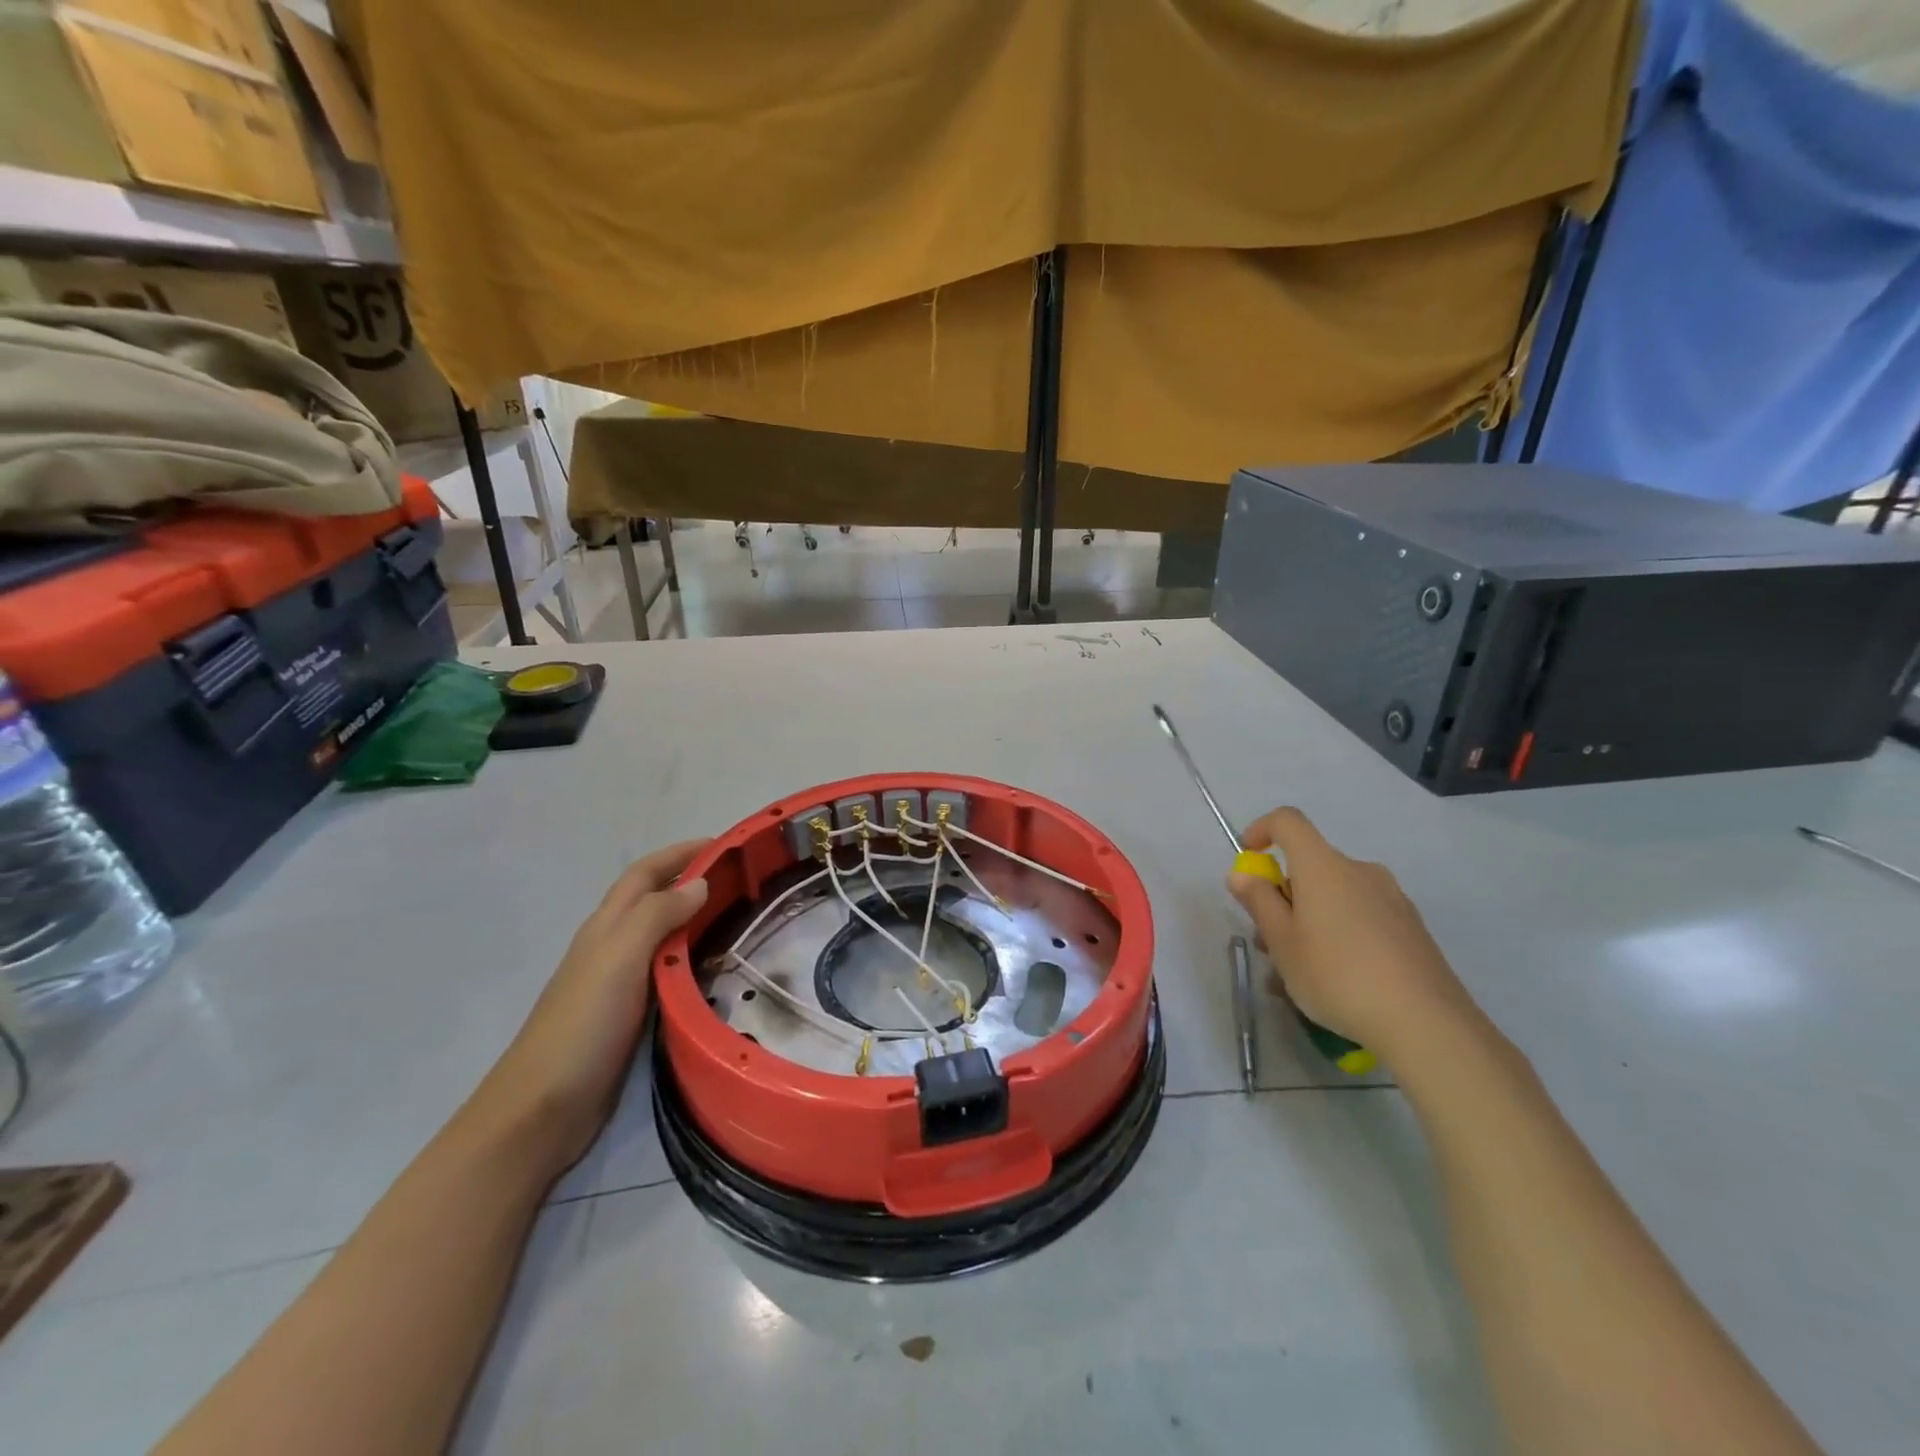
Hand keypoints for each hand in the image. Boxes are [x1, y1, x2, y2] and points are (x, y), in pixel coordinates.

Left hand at [459, 840, 708, 1177]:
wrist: (542, 1108)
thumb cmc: (582, 1025)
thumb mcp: (620, 959)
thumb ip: (657, 916)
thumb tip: (699, 883)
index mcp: (607, 926)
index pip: (645, 873)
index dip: (680, 853)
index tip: (724, 844)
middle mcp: (612, 946)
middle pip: (654, 899)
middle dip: (692, 880)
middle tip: (743, 881)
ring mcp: (619, 982)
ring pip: (663, 935)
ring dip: (696, 919)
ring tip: (740, 919)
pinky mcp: (630, 1015)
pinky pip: (667, 971)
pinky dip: (693, 958)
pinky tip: (716, 971)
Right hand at [1227, 807, 1477, 1065]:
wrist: (1426, 1023)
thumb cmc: (1337, 975)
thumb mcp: (1282, 942)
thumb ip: (1259, 902)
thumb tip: (1243, 874)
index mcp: (1323, 866)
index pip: (1288, 821)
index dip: (1261, 830)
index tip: (1248, 860)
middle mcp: (1359, 871)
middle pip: (1311, 866)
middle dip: (1283, 895)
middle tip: (1269, 941)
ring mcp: (1391, 898)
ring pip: (1336, 896)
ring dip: (1310, 919)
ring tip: (1300, 970)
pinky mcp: (1411, 928)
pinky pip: (1362, 916)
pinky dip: (1340, 934)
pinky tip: (1338, 980)